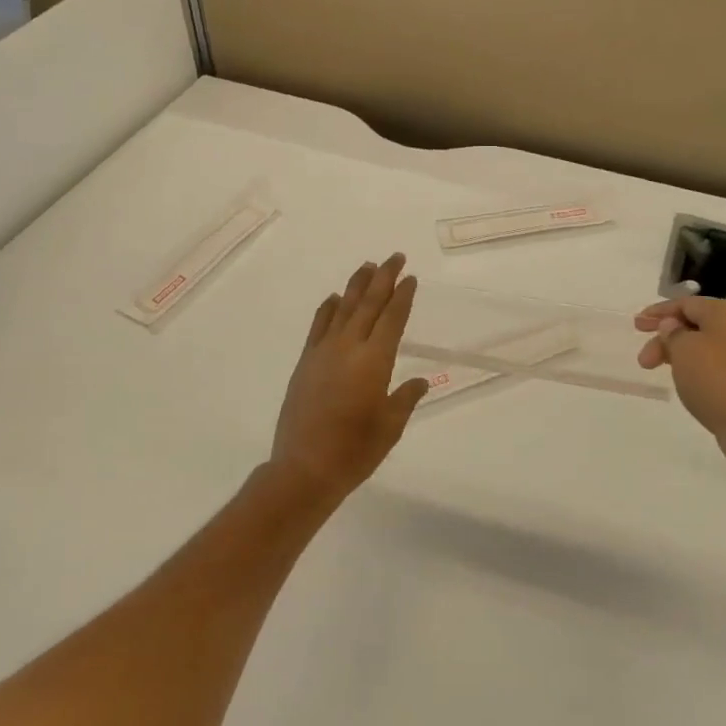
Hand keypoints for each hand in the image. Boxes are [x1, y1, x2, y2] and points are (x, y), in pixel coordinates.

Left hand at [270, 254, 430, 508]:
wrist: (304, 468)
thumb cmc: (355, 451)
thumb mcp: (391, 426)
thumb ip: (405, 398)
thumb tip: (420, 381)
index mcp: (375, 360)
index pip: (393, 318)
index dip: (403, 296)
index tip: (411, 278)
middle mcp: (349, 347)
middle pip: (369, 303)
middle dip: (384, 278)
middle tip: (395, 257)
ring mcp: (323, 352)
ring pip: (343, 308)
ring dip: (356, 285)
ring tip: (367, 265)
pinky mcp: (305, 362)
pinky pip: (319, 325)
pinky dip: (328, 308)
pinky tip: (335, 299)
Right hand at [636, 296, 725, 476]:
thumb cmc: (717, 379)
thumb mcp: (684, 349)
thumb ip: (672, 332)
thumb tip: (672, 326)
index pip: (687, 304)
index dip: (658, 312)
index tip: (636, 324)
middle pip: (696, 325)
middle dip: (666, 339)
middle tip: (643, 359)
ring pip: (706, 347)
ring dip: (679, 355)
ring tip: (660, 372)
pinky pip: (717, 366)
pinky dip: (696, 369)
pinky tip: (686, 382)